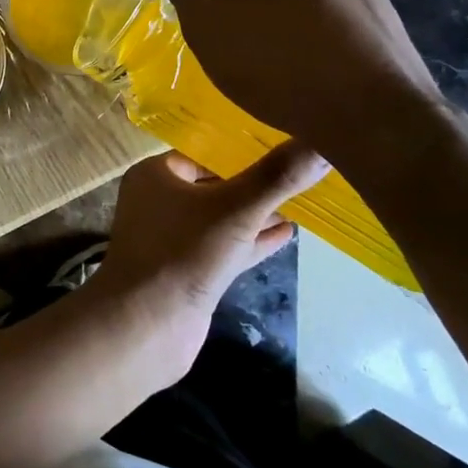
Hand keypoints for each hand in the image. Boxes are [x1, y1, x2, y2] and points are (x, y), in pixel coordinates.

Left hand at [90, 144, 323, 380]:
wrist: (146, 326)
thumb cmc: (183, 252)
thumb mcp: (235, 208)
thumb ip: (277, 177)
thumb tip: (322, 141)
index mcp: (155, 175)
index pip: (203, 151)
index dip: (241, 148)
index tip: (283, 142)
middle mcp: (159, 201)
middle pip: (213, 184)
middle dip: (253, 182)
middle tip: (299, 171)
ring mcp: (172, 239)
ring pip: (221, 218)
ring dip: (256, 213)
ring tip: (301, 202)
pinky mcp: (188, 272)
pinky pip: (225, 247)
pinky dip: (252, 241)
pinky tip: (288, 234)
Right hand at [158, 0, 440, 171]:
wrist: (369, 112)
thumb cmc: (272, 54)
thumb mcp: (203, 13)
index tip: (215, 29)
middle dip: (247, 5)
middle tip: (240, 50)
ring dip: (281, 23)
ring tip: (278, 67)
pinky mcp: (383, 17)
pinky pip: (330, 22)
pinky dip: (314, 41)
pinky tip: (311, 74)